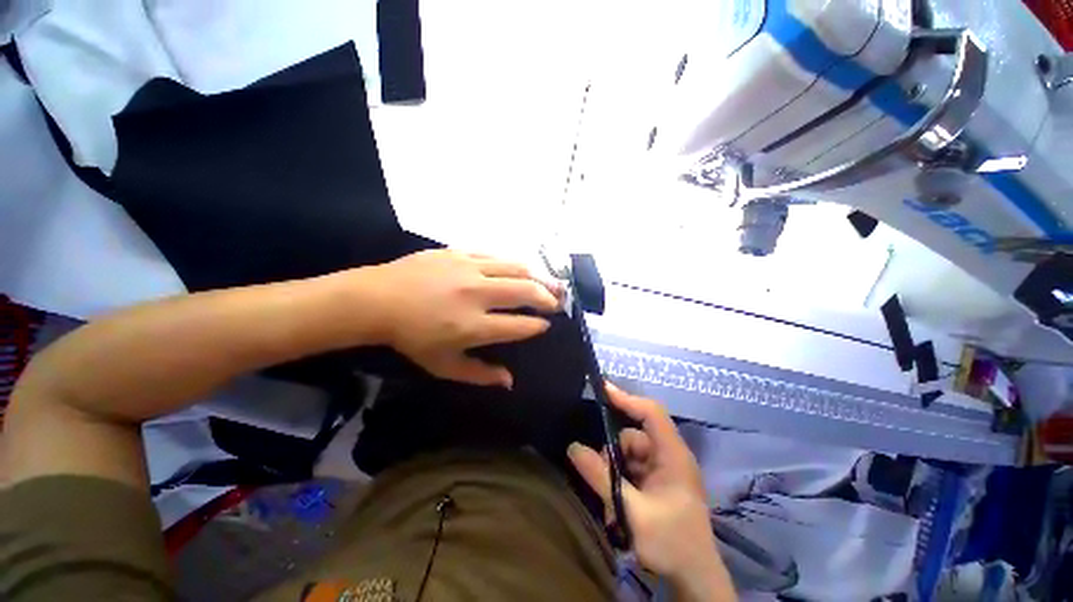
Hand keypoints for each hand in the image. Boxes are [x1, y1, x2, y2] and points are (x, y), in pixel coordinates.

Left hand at [365, 250, 562, 387]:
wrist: (376, 299)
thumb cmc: (410, 337)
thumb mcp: (443, 365)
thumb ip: (479, 374)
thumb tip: (509, 381)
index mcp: (472, 326)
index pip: (519, 325)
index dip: (538, 326)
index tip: (546, 325)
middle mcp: (476, 295)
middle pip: (525, 292)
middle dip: (548, 298)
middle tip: (558, 302)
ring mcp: (469, 269)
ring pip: (516, 268)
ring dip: (539, 277)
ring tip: (551, 283)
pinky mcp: (460, 252)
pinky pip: (496, 256)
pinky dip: (513, 263)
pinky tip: (520, 268)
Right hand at [568, 385, 734, 598]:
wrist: (695, 579)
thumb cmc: (671, 542)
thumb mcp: (631, 511)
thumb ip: (601, 477)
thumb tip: (573, 447)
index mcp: (672, 454)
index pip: (650, 413)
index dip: (626, 398)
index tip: (601, 389)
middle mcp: (669, 455)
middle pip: (633, 436)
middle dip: (614, 453)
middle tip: (602, 477)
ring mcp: (664, 469)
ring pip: (629, 453)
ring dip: (616, 470)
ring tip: (613, 502)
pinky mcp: (659, 481)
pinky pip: (632, 468)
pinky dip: (621, 479)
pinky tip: (618, 503)